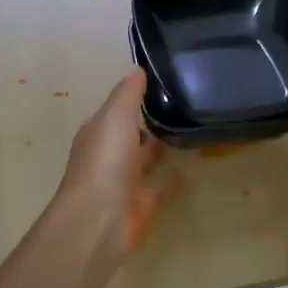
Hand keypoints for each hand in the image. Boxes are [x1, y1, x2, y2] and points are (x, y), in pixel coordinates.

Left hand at [56, 70, 169, 272]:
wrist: (100, 219)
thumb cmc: (105, 160)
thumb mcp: (116, 115)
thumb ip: (128, 93)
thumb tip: (138, 69)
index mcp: (99, 132)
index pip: (118, 110)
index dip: (136, 98)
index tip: (165, 83)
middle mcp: (110, 155)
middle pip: (131, 135)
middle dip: (149, 123)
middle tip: (184, 105)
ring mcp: (125, 182)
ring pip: (145, 161)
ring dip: (160, 150)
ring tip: (189, 131)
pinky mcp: (141, 205)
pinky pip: (159, 188)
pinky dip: (170, 180)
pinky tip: (188, 169)